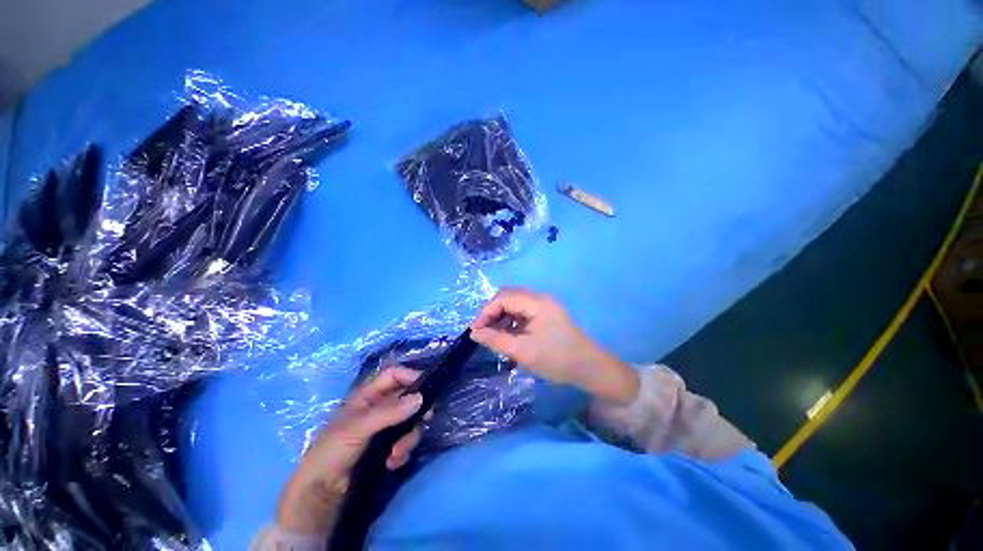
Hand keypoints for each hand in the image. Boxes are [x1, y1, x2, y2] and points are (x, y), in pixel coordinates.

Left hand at [276, 367, 426, 534]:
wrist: (319, 494)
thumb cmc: (332, 451)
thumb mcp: (358, 428)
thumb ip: (389, 412)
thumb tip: (421, 398)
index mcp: (368, 395)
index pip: (394, 375)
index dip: (410, 376)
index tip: (427, 389)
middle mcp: (379, 407)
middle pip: (408, 399)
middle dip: (415, 413)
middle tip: (425, 421)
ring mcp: (384, 427)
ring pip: (410, 421)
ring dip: (408, 438)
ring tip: (396, 454)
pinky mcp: (387, 447)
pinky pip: (405, 441)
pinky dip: (403, 452)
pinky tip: (392, 464)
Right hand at [470, 288, 638, 403]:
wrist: (589, 368)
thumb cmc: (556, 359)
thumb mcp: (522, 352)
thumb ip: (496, 340)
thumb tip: (474, 333)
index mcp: (536, 302)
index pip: (503, 297)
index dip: (485, 312)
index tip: (475, 331)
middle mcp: (540, 298)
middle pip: (508, 297)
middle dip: (492, 313)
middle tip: (483, 332)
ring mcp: (544, 306)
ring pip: (514, 304)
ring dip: (501, 317)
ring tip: (494, 336)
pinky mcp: (546, 314)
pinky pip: (522, 312)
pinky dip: (511, 321)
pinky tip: (508, 335)